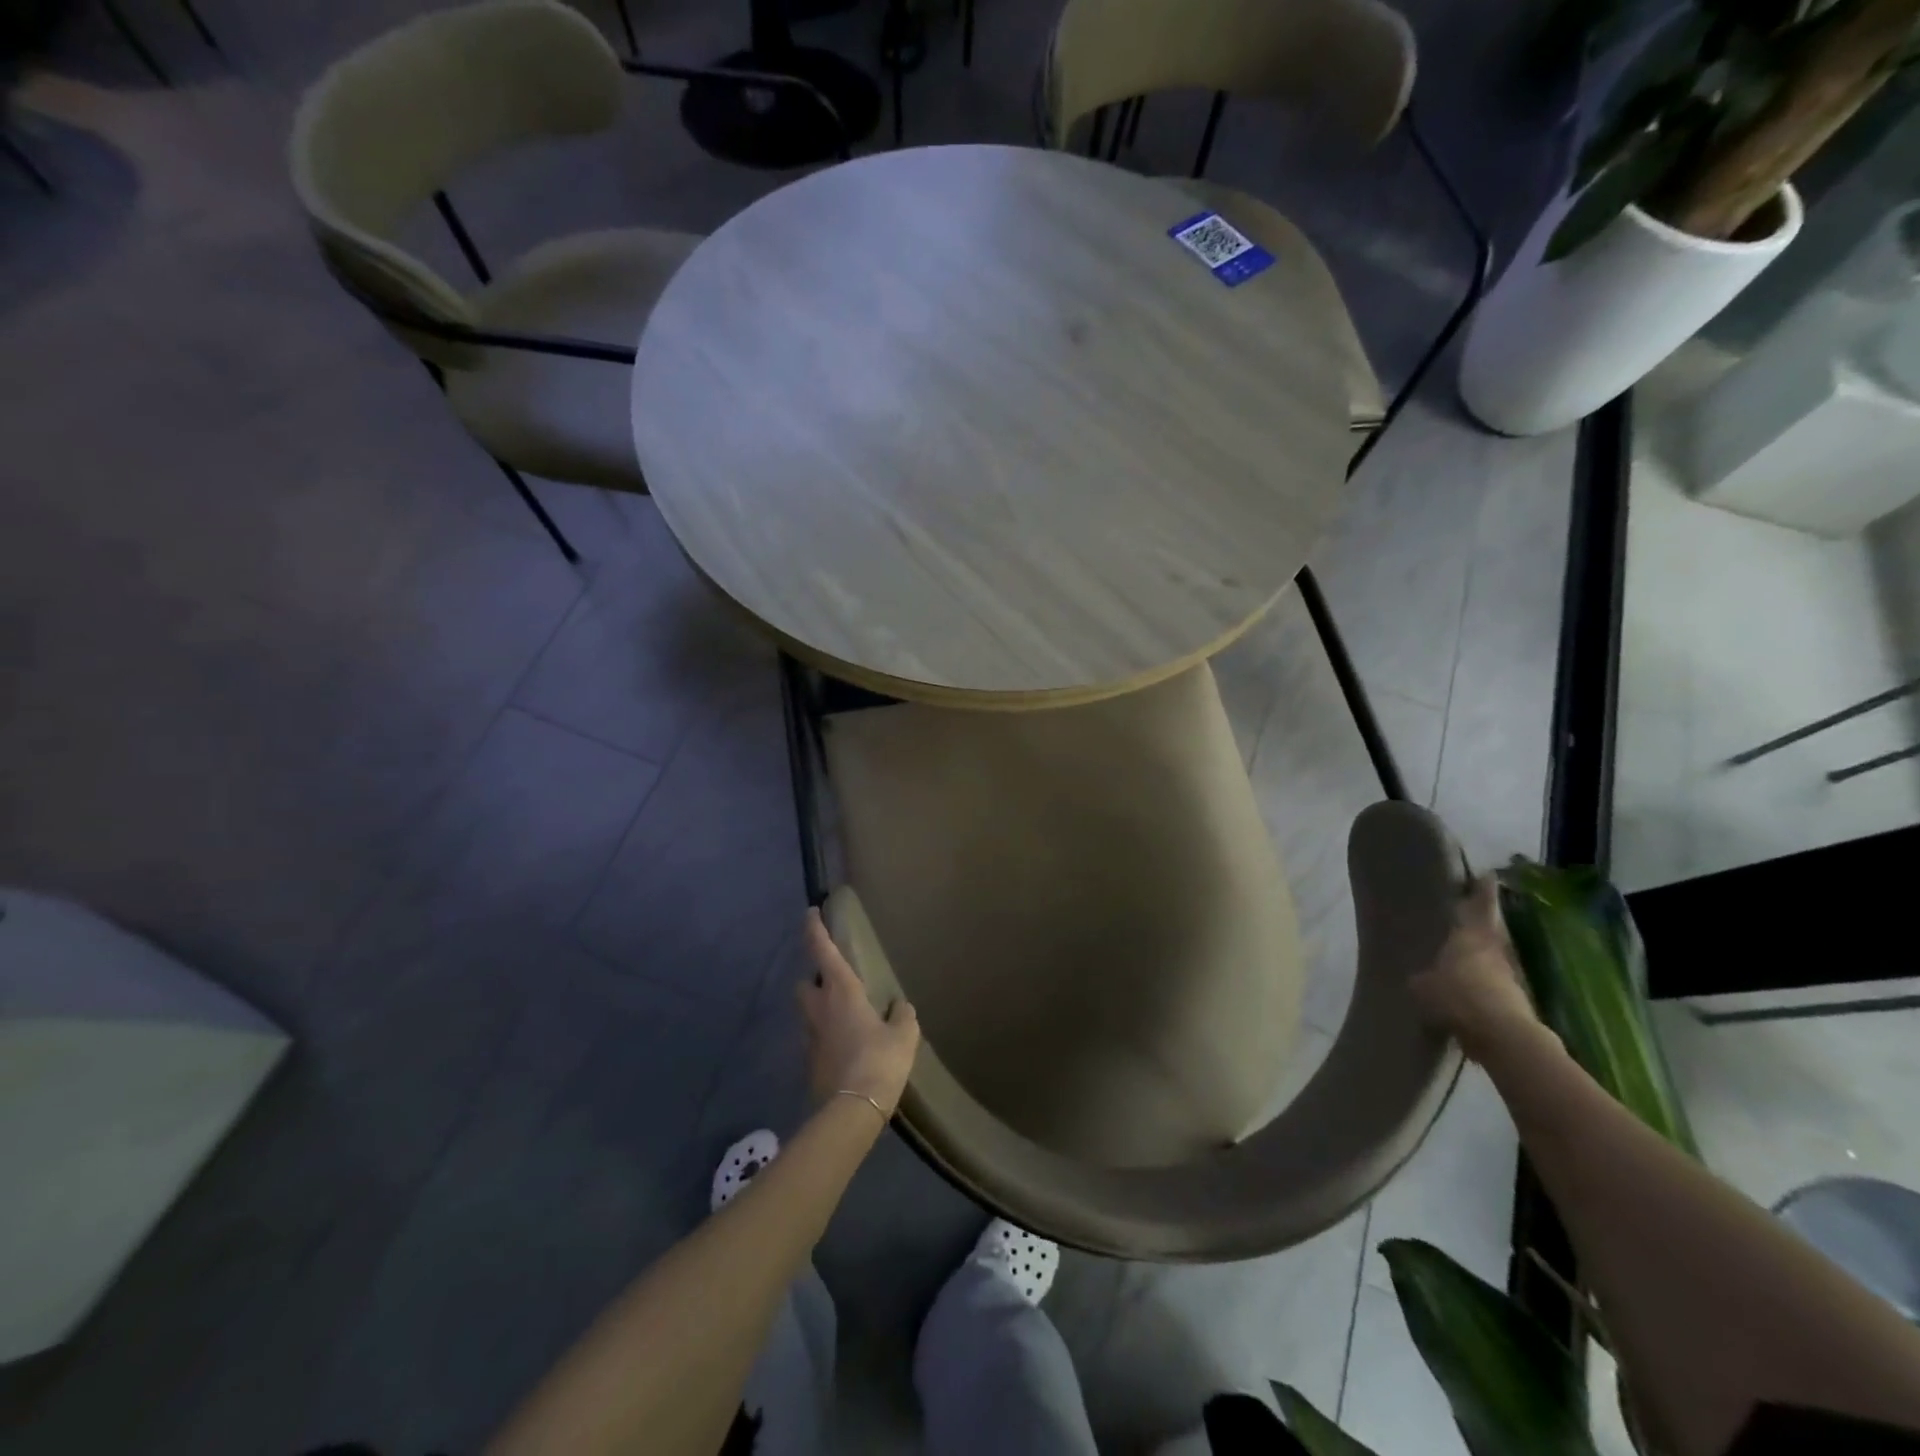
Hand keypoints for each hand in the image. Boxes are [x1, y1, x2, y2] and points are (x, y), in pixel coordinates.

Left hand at [798, 909, 919, 1114]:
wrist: (853, 1109)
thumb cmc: (880, 1059)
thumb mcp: (904, 1034)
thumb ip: (902, 1015)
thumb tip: (900, 1007)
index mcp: (841, 990)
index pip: (821, 949)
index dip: (814, 928)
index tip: (810, 912)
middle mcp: (819, 1008)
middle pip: (805, 984)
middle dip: (814, 979)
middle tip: (834, 982)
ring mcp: (810, 1036)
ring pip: (808, 1012)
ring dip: (819, 1009)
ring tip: (843, 1017)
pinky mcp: (809, 1062)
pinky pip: (815, 1039)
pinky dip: (825, 1036)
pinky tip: (844, 1047)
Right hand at [1408, 875, 1545, 1062]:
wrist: (1502, 1037)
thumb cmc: (1456, 996)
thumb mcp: (1423, 987)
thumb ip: (1423, 979)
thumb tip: (1421, 980)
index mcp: (1472, 936)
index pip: (1481, 905)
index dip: (1483, 890)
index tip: (1487, 875)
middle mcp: (1496, 951)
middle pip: (1492, 932)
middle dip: (1482, 927)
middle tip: (1468, 922)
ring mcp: (1512, 978)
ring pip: (1496, 960)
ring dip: (1485, 961)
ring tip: (1466, 964)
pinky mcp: (1520, 1004)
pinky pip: (1498, 989)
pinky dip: (1487, 989)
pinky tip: (1472, 998)